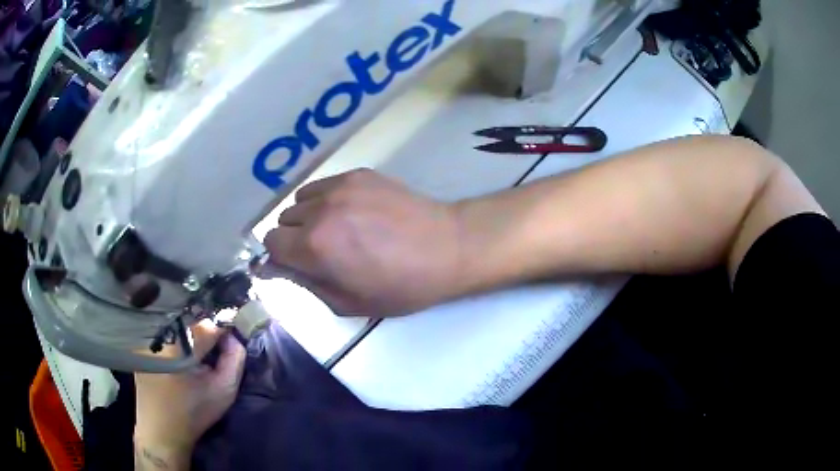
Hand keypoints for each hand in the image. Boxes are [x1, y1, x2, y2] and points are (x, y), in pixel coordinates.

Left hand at [134, 321, 245, 468]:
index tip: (229, 342)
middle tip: (214, 349)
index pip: (207, 324)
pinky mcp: (138, 342)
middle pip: (189, 319)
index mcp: (178, 345)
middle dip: (205, 330)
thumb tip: (232, 336)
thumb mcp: (223, 391)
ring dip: (189, 331)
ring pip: (175, 322)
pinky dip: (174, 336)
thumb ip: (235, 359)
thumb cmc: (193, 413)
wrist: (161, 431)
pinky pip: (162, 329)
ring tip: (196, 351)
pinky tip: (178, 353)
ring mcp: (144, 336)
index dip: (222, 331)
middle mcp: (157, 333)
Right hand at [264, 169, 464, 316]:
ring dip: (307, 217)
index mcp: (315, 247)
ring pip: (300, 200)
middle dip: (292, 239)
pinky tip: (349, 212)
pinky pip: (322, 185)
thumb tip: (276, 268)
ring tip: (333, 230)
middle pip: (282, 221)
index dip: (278, 258)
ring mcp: (340, 187)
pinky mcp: (358, 174)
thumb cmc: (401, 286)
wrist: (448, 248)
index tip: (290, 265)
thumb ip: (306, 284)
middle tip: (318, 253)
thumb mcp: (348, 303)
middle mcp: (320, 210)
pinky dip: (324, 200)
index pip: (270, 244)